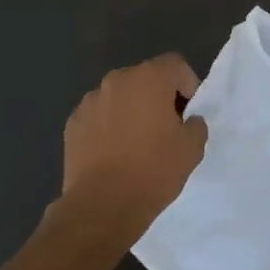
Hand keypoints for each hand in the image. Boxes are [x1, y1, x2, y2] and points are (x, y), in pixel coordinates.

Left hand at [60, 54, 208, 237]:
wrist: (102, 205)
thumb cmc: (153, 171)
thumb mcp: (192, 149)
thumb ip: (196, 125)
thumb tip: (188, 120)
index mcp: (149, 79)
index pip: (175, 64)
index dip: (187, 84)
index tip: (188, 113)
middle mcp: (116, 80)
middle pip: (145, 77)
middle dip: (158, 96)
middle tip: (165, 127)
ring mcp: (90, 101)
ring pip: (119, 96)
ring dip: (131, 109)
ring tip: (136, 141)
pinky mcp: (73, 122)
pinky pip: (99, 115)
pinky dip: (108, 125)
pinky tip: (113, 152)